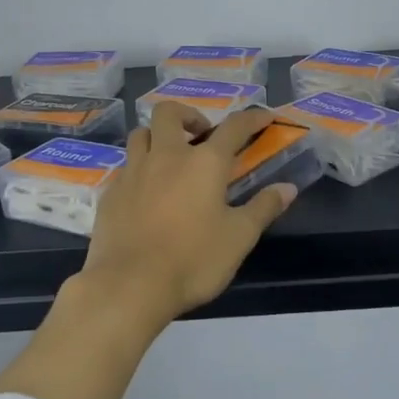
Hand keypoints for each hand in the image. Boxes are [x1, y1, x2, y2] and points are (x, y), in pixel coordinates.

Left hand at [80, 103, 298, 327]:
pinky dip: (139, 170)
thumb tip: (288, 188)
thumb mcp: (239, 238)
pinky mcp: (110, 193)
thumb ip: (264, 208)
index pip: (234, 127)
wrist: (129, 285)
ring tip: (170, 160)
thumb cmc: (193, 260)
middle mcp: (166, 156)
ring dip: (157, 137)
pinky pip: (125, 167)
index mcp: (204, 163)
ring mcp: (133, 172)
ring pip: (140, 134)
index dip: (252, 118)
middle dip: (188, 115)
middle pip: (169, 112)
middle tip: (201, 136)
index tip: (265, 117)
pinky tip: (146, 194)